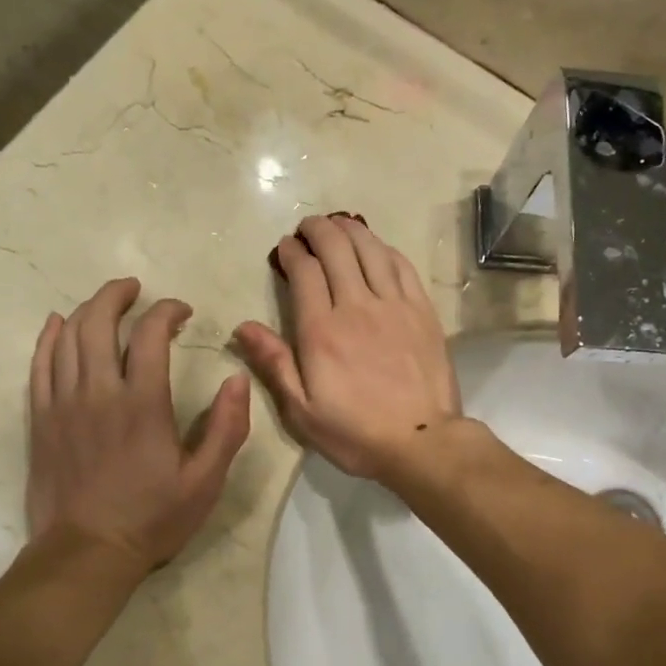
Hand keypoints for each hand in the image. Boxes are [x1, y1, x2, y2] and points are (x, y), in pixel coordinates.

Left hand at [27, 277, 250, 572]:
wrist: (86, 554)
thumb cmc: (152, 519)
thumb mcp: (206, 482)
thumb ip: (227, 428)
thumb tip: (237, 379)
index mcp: (142, 404)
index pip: (151, 334)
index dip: (167, 311)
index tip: (182, 311)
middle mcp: (98, 392)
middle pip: (99, 321)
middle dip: (118, 295)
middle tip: (136, 289)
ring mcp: (63, 403)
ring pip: (67, 336)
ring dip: (87, 310)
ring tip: (106, 302)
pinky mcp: (41, 419)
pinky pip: (39, 364)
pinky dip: (49, 337)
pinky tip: (58, 324)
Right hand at [234, 214, 461, 481]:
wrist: (421, 441)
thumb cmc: (355, 432)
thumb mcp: (302, 410)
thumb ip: (274, 364)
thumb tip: (243, 326)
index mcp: (321, 330)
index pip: (304, 272)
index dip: (292, 252)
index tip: (285, 247)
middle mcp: (356, 306)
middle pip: (336, 250)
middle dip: (318, 230)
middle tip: (308, 227)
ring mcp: (394, 305)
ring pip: (370, 250)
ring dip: (351, 230)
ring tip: (339, 224)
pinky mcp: (422, 311)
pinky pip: (402, 266)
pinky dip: (385, 249)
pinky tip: (377, 246)